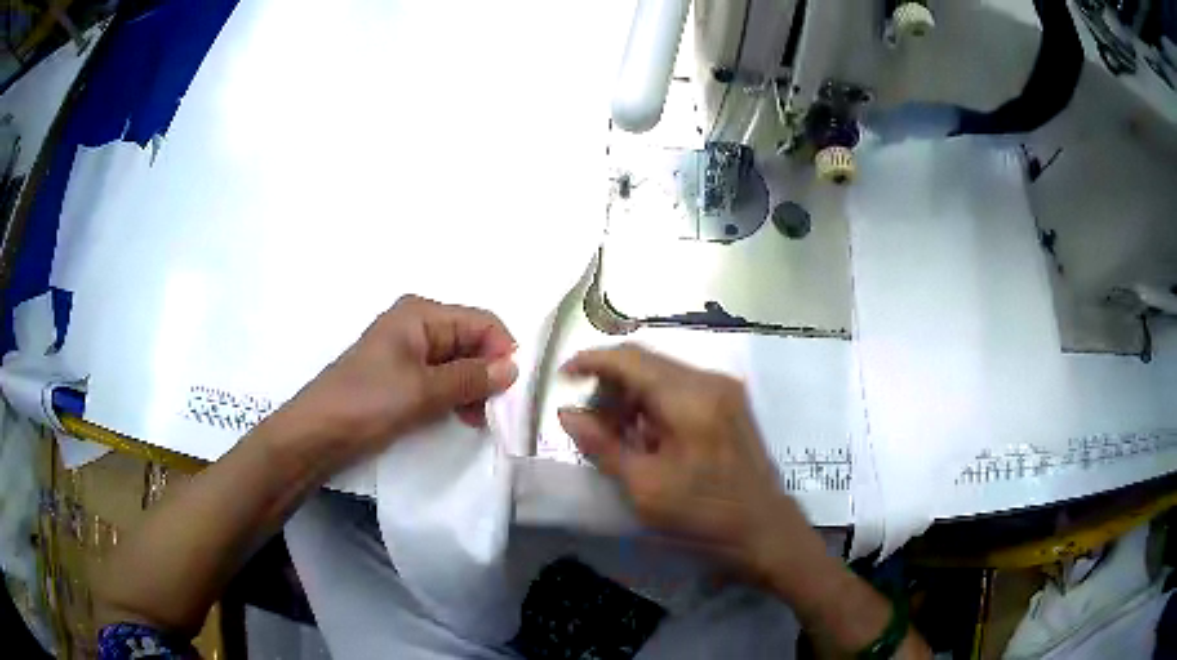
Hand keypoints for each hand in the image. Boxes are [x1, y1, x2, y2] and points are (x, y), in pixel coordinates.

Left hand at [273, 295, 517, 474]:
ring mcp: (408, 352)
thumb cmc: (367, 402)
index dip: (503, 351)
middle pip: (471, 341)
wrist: (317, 433)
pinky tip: (462, 417)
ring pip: (459, 363)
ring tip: (478, 419)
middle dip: (489, 372)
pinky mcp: (402, 378)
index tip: (514, 389)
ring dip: (474, 388)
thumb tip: (514, 368)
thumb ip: (472, 377)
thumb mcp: (424, 390)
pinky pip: (442, 379)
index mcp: (421, 314)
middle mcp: (417, 326)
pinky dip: (456, 396)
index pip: (482, 322)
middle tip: (497, 411)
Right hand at [557, 345, 812, 580]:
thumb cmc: (704, 515)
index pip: (630, 359)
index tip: (563, 377)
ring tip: (615, 434)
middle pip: (646, 363)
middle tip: (589, 421)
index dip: (591, 361)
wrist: (765, 530)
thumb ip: (603, 445)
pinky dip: (655, 404)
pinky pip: (682, 389)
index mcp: (689, 398)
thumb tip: (567, 414)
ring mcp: (725, 390)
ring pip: (663, 375)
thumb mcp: (645, 487)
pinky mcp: (731, 404)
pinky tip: (646, 436)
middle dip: (610, 384)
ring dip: (632, 396)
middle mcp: (710, 381)